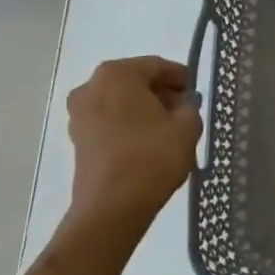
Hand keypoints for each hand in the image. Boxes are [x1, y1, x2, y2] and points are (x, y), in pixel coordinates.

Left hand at [64, 56, 202, 237]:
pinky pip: (110, 122)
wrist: (112, 208)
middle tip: (185, 113)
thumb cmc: (152, 158)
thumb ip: (189, 106)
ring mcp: (79, 114)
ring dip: (144, 111)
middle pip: (136, 82)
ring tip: (168, 132)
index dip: (181, 78)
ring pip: (122, 103)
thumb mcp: (187, 126)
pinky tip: (148, 145)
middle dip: (161, 94)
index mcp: (117, 74)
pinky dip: (129, 127)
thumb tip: (182, 103)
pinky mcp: (77, 139)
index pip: (157, 66)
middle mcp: (91, 86)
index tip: (197, 95)